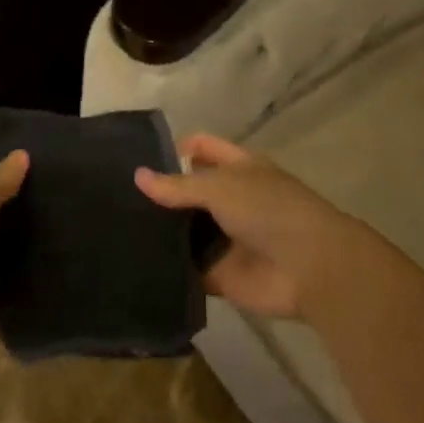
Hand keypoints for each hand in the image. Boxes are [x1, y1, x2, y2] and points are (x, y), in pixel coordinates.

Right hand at [135, 133, 361, 318]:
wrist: (309, 269)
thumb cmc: (268, 211)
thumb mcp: (221, 187)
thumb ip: (178, 185)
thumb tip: (138, 176)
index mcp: (238, 168)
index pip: (201, 148)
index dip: (174, 149)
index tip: (137, 159)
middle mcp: (230, 199)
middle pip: (188, 191)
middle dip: (158, 194)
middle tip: (115, 197)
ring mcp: (224, 238)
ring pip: (184, 231)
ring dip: (159, 231)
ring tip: (113, 228)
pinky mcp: (218, 273)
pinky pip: (187, 268)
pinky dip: (167, 267)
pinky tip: (133, 263)